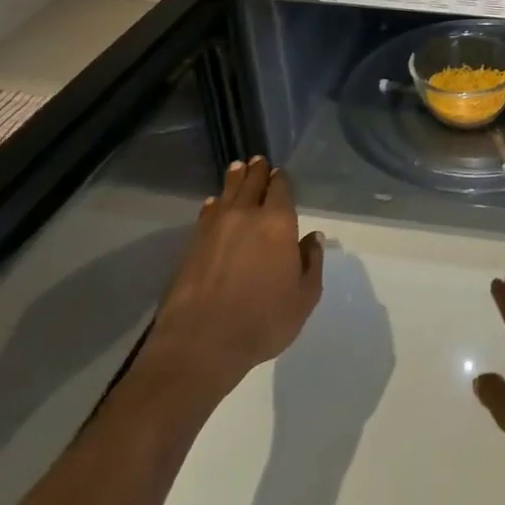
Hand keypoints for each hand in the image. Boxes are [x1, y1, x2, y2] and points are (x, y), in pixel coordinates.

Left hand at [140, 158, 323, 397]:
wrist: (200, 343)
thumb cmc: (262, 321)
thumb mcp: (304, 298)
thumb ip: (311, 263)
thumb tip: (312, 237)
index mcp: (278, 224)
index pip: (281, 189)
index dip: (281, 179)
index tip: (280, 173)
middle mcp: (246, 215)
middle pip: (252, 183)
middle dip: (257, 171)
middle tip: (258, 161)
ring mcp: (215, 227)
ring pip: (228, 192)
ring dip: (235, 179)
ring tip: (237, 168)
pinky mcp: (192, 243)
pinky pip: (208, 212)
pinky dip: (215, 204)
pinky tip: (214, 204)